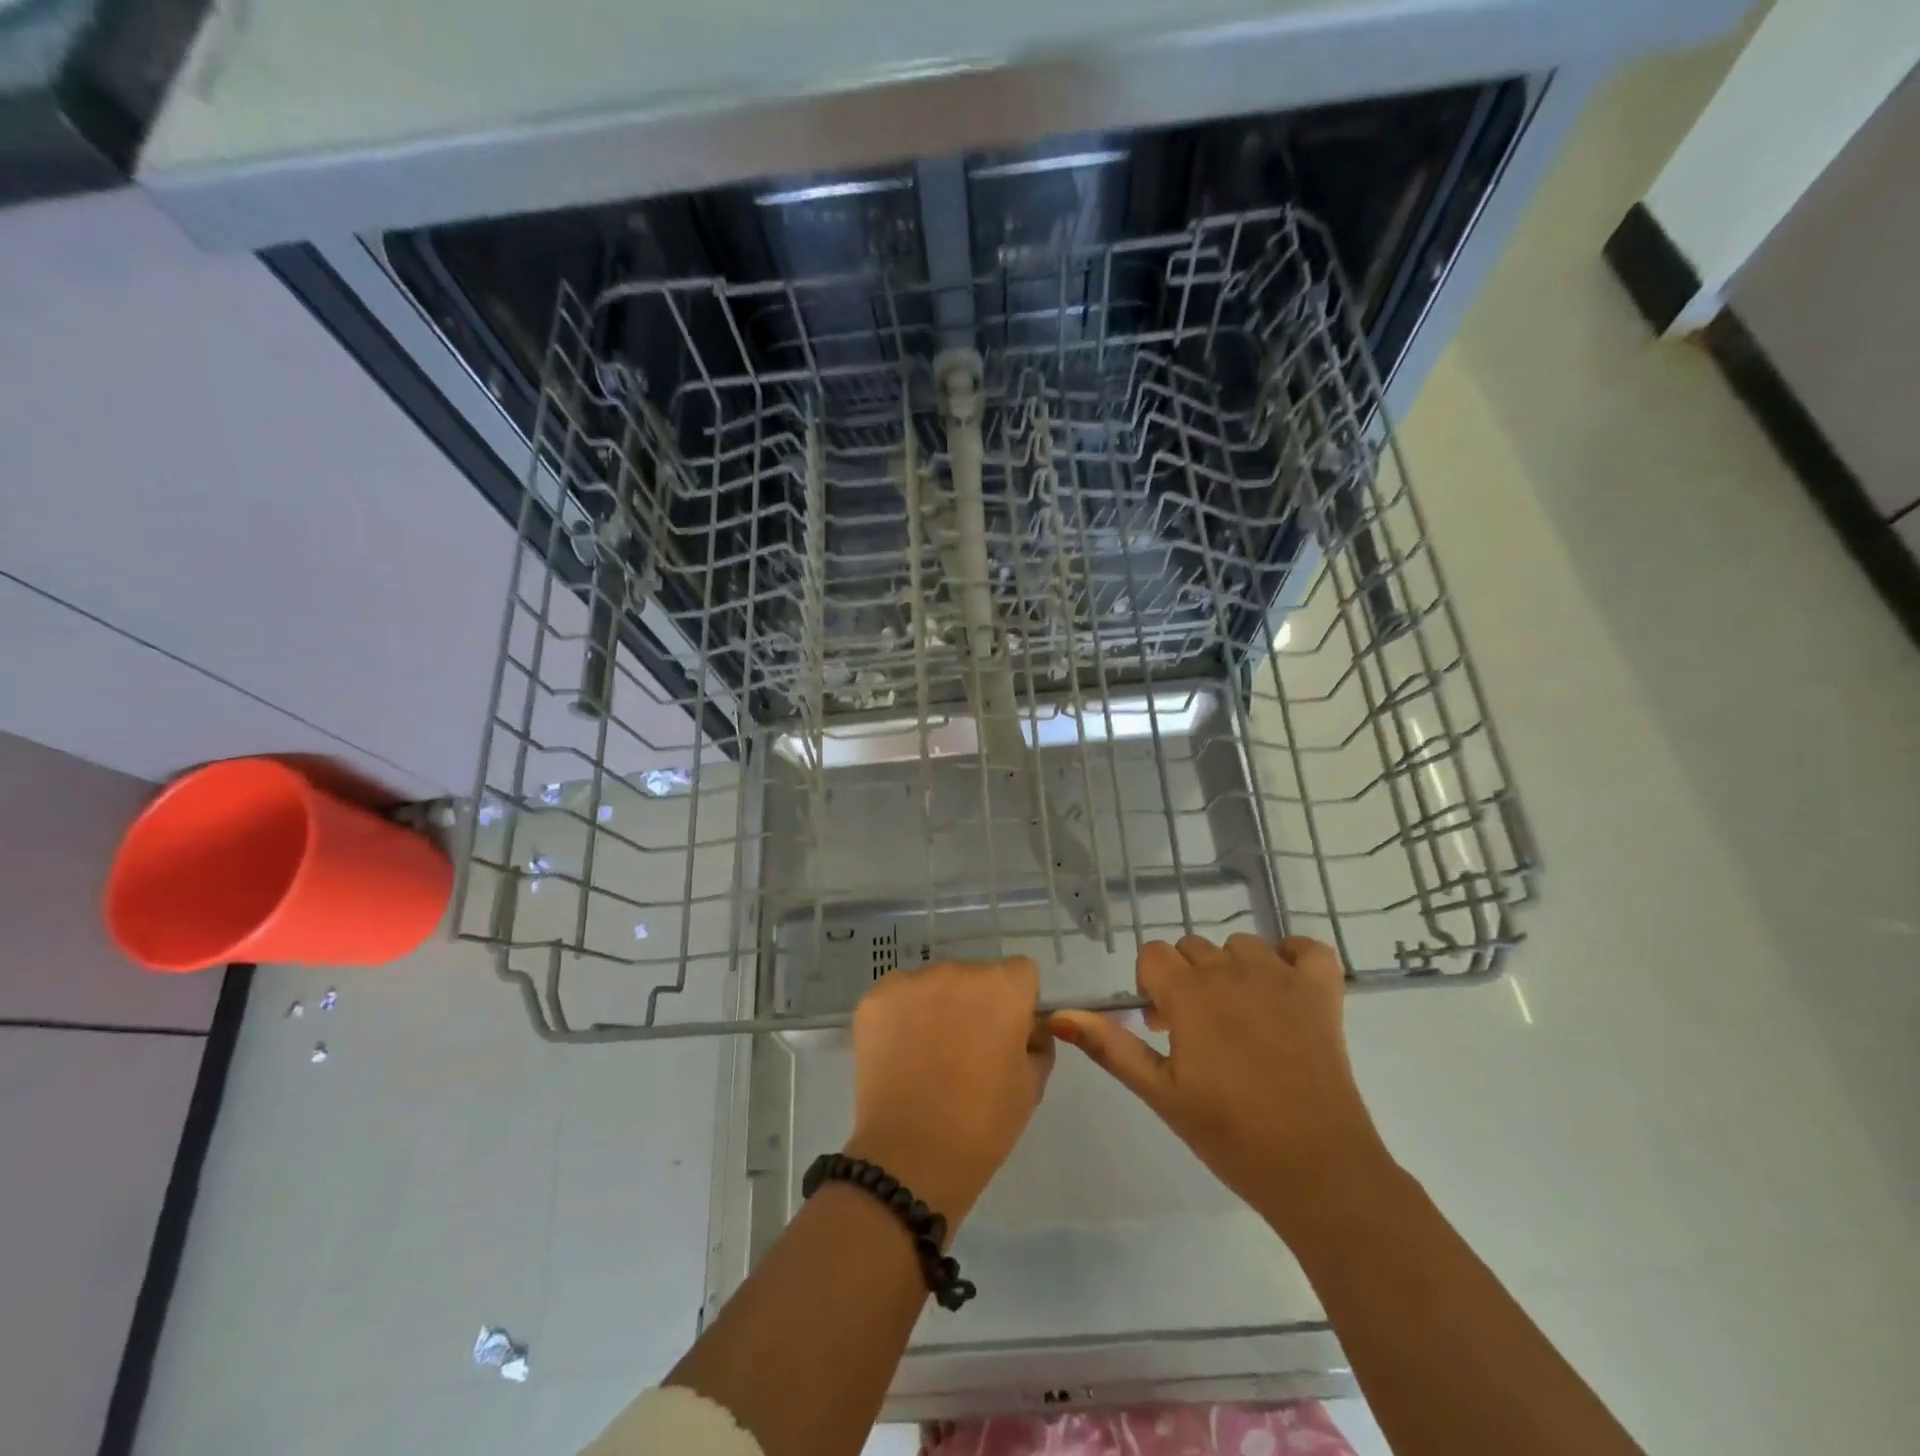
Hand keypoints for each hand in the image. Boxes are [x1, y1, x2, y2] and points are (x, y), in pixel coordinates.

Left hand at [842, 956, 1053, 1227]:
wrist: (912, 1157)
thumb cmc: (983, 1123)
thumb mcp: (1031, 1085)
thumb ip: (1036, 1043)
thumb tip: (1027, 1028)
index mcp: (1003, 987)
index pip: (1020, 973)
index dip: (1017, 1002)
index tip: (1007, 1034)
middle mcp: (958, 971)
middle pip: (974, 976)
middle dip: (975, 1003)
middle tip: (966, 1050)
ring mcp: (912, 981)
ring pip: (933, 985)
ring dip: (936, 1007)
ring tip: (927, 1056)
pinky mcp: (874, 999)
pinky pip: (897, 997)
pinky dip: (901, 1017)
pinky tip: (899, 1054)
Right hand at [1051, 934, 1390, 1230]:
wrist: (1316, 1169)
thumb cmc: (1229, 1134)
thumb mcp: (1159, 1092)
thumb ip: (1109, 1045)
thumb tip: (1057, 1014)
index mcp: (1189, 992)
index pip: (1152, 955)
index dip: (1150, 987)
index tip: (1163, 1027)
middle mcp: (1232, 970)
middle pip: (1192, 948)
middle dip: (1186, 981)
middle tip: (1197, 1034)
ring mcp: (1281, 976)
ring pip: (1240, 946)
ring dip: (1232, 971)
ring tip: (1240, 1020)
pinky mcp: (1323, 991)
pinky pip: (1305, 948)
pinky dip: (1292, 959)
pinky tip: (1284, 990)